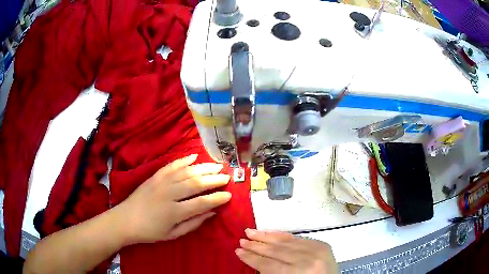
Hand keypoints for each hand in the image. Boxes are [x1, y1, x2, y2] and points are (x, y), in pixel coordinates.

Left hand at [115, 154, 230, 244]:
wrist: (125, 220)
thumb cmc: (150, 231)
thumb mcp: (173, 234)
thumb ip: (193, 224)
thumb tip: (212, 213)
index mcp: (174, 212)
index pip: (201, 203)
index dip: (217, 198)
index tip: (229, 195)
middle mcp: (169, 194)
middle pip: (195, 183)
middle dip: (214, 180)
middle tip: (227, 177)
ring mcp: (161, 183)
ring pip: (186, 172)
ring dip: (203, 167)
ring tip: (217, 165)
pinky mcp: (154, 176)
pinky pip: (171, 166)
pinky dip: (183, 160)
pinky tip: (194, 156)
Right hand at [236, 229, 338, 273]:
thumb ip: (271, 273)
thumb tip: (255, 260)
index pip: (268, 265)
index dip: (251, 258)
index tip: (238, 251)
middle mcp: (308, 260)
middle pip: (276, 251)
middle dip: (256, 245)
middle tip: (241, 240)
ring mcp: (317, 250)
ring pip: (286, 241)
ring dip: (266, 236)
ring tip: (250, 232)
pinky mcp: (322, 245)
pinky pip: (299, 238)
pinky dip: (283, 235)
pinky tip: (271, 232)